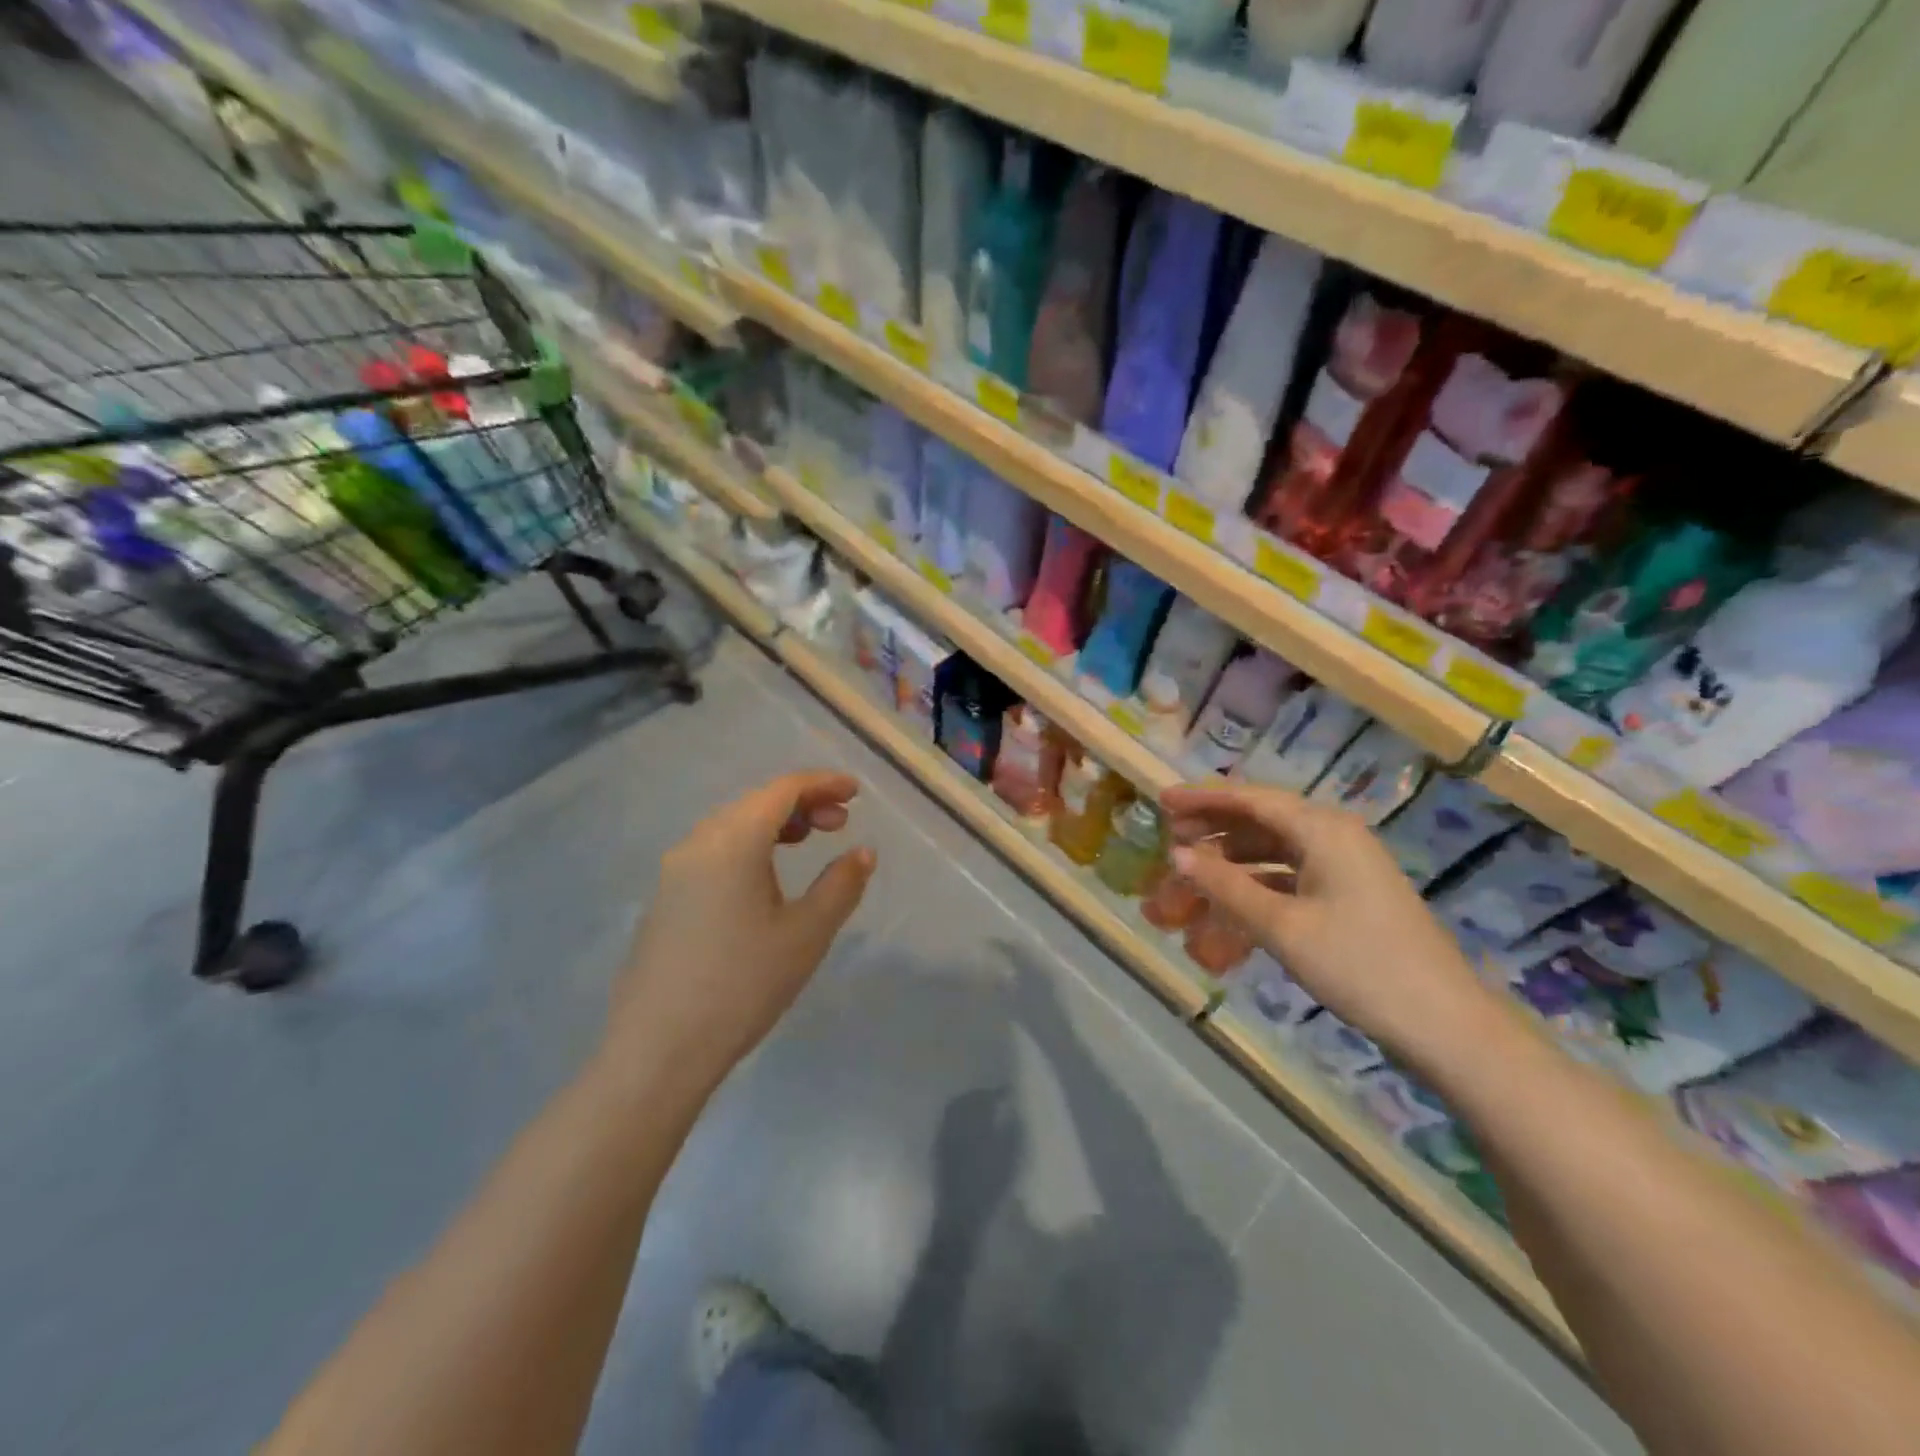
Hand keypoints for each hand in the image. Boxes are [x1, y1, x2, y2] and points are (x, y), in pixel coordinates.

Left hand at [606, 771, 875, 1093]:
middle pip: (756, 802)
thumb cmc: (743, 985)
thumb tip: (862, 852)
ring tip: (808, 841)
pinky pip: (713, 850)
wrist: (658, 1050)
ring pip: (732, 825)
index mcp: (733, 841)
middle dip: (802, 803)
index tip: (856, 792)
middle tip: (840, 822)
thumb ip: (841, 885)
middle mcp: (698, 843)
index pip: (782, 790)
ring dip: (775, 823)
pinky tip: (765, 877)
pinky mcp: (665, 898)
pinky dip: (749, 846)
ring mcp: (674, 871)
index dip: (822, 783)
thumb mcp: (806, 934)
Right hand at [1159, 782, 1504, 1076]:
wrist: (1445, 1025)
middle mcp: (1334, 836)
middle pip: (1261, 821)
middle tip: (1169, 844)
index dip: (1203, 799)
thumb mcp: (1281, 926)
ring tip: (1190, 878)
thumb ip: (1226, 885)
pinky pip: (1290, 878)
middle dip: (1213, 832)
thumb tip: (1177, 855)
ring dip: (1231, 864)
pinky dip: (1256, 888)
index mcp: (1322, 829)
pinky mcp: (1349, 896)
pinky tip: (1229, 909)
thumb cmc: (1359, 965)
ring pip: (1273, 852)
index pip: (1251, 798)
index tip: (1161, 802)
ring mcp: (1344, 867)